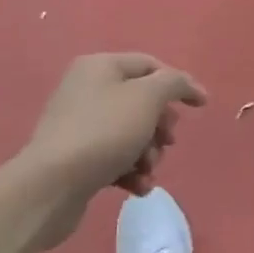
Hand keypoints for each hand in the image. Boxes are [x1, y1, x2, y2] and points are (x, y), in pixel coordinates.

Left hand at [11, 54, 206, 240]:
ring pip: (131, 132)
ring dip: (148, 153)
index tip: (202, 106)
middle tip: (166, 142)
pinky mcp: (76, 157)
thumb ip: (174, 83)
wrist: (50, 187)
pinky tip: (137, 186)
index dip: (180, 84)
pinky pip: (114, 157)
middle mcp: (86, 89)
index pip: (151, 66)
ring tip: (147, 169)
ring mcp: (79, 125)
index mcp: (100, 67)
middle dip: (161, 125)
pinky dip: (130, 170)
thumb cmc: (104, 132)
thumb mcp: (148, 98)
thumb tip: (186, 85)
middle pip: (142, 101)